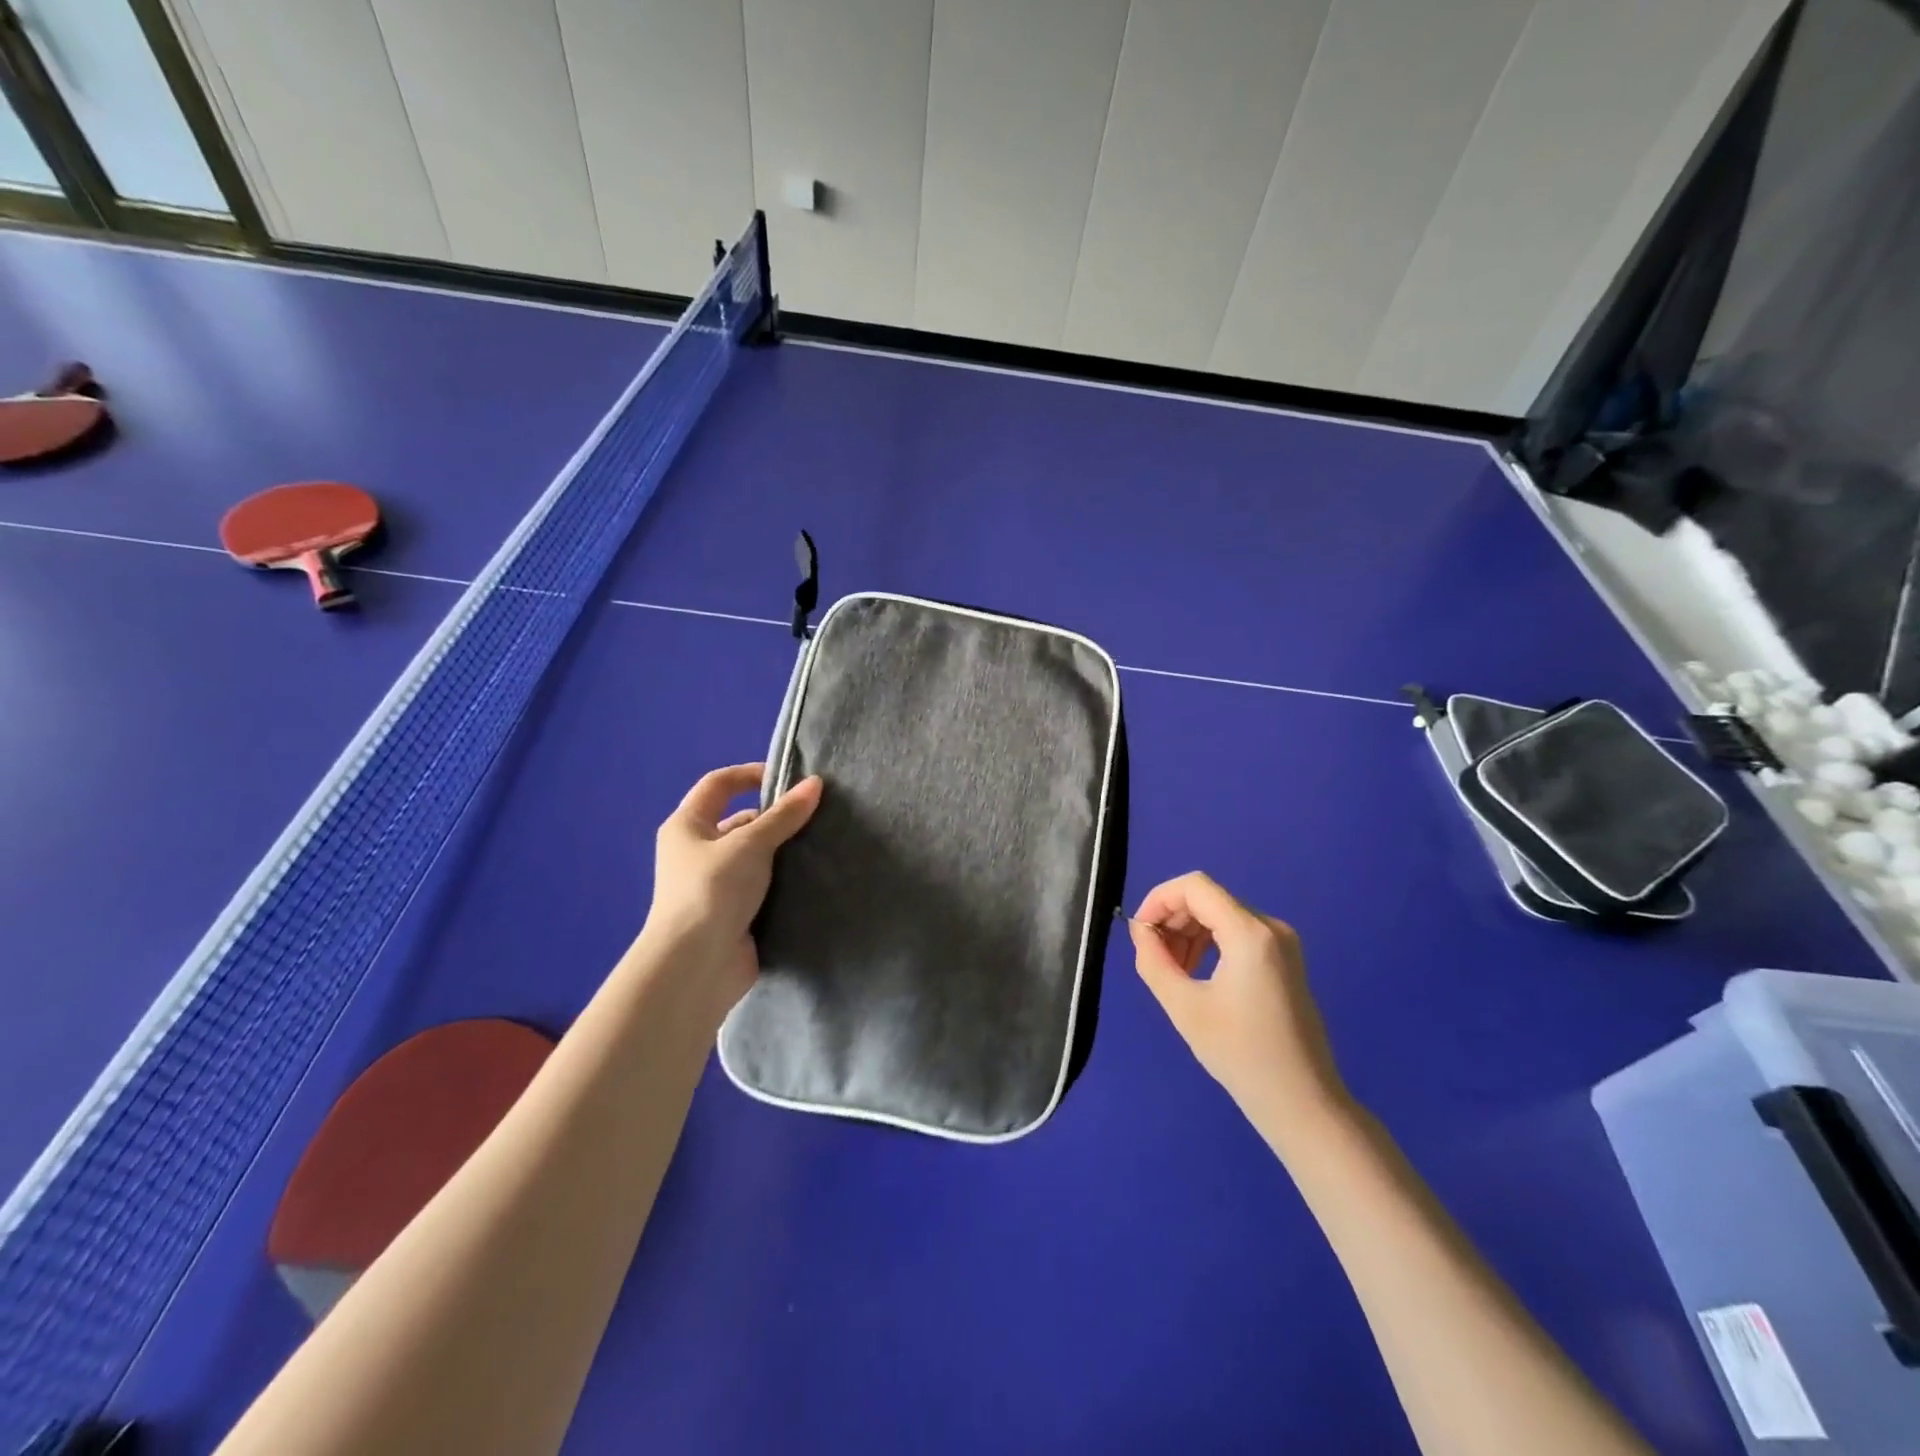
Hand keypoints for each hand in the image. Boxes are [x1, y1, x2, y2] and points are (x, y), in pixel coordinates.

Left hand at [642, 763, 822, 1020]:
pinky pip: (763, 886)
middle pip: (740, 821)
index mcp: (686, 826)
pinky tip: (812, 878)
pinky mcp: (733, 913)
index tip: (790, 777)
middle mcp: (696, 852)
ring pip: (755, 856)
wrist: (697, 966)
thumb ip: (784, 815)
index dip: (751, 773)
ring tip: (821, 844)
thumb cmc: (713, 891)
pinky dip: (783, 881)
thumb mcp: (750, 844)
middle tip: (816, 816)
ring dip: (783, 851)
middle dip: (775, 817)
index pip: (718, 784)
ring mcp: (715, 885)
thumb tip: (815, 783)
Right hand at [1129, 872, 1351, 1148]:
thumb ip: (1153, 960)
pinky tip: (1195, 974)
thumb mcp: (1184, 1007)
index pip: (1194, 886)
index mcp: (1250, 933)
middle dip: (1172, 919)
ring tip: (1172, 971)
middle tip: (1152, 957)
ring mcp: (1282, 943)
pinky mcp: (1284, 960)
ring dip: (1188, 933)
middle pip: (1208, 898)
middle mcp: (1270, 927)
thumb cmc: (1241, 1055)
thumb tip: (1140, 930)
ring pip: (1220, 915)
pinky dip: (1209, 943)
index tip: (1139, 932)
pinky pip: (1237, 933)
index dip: (1159, 899)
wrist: (1303, 1103)